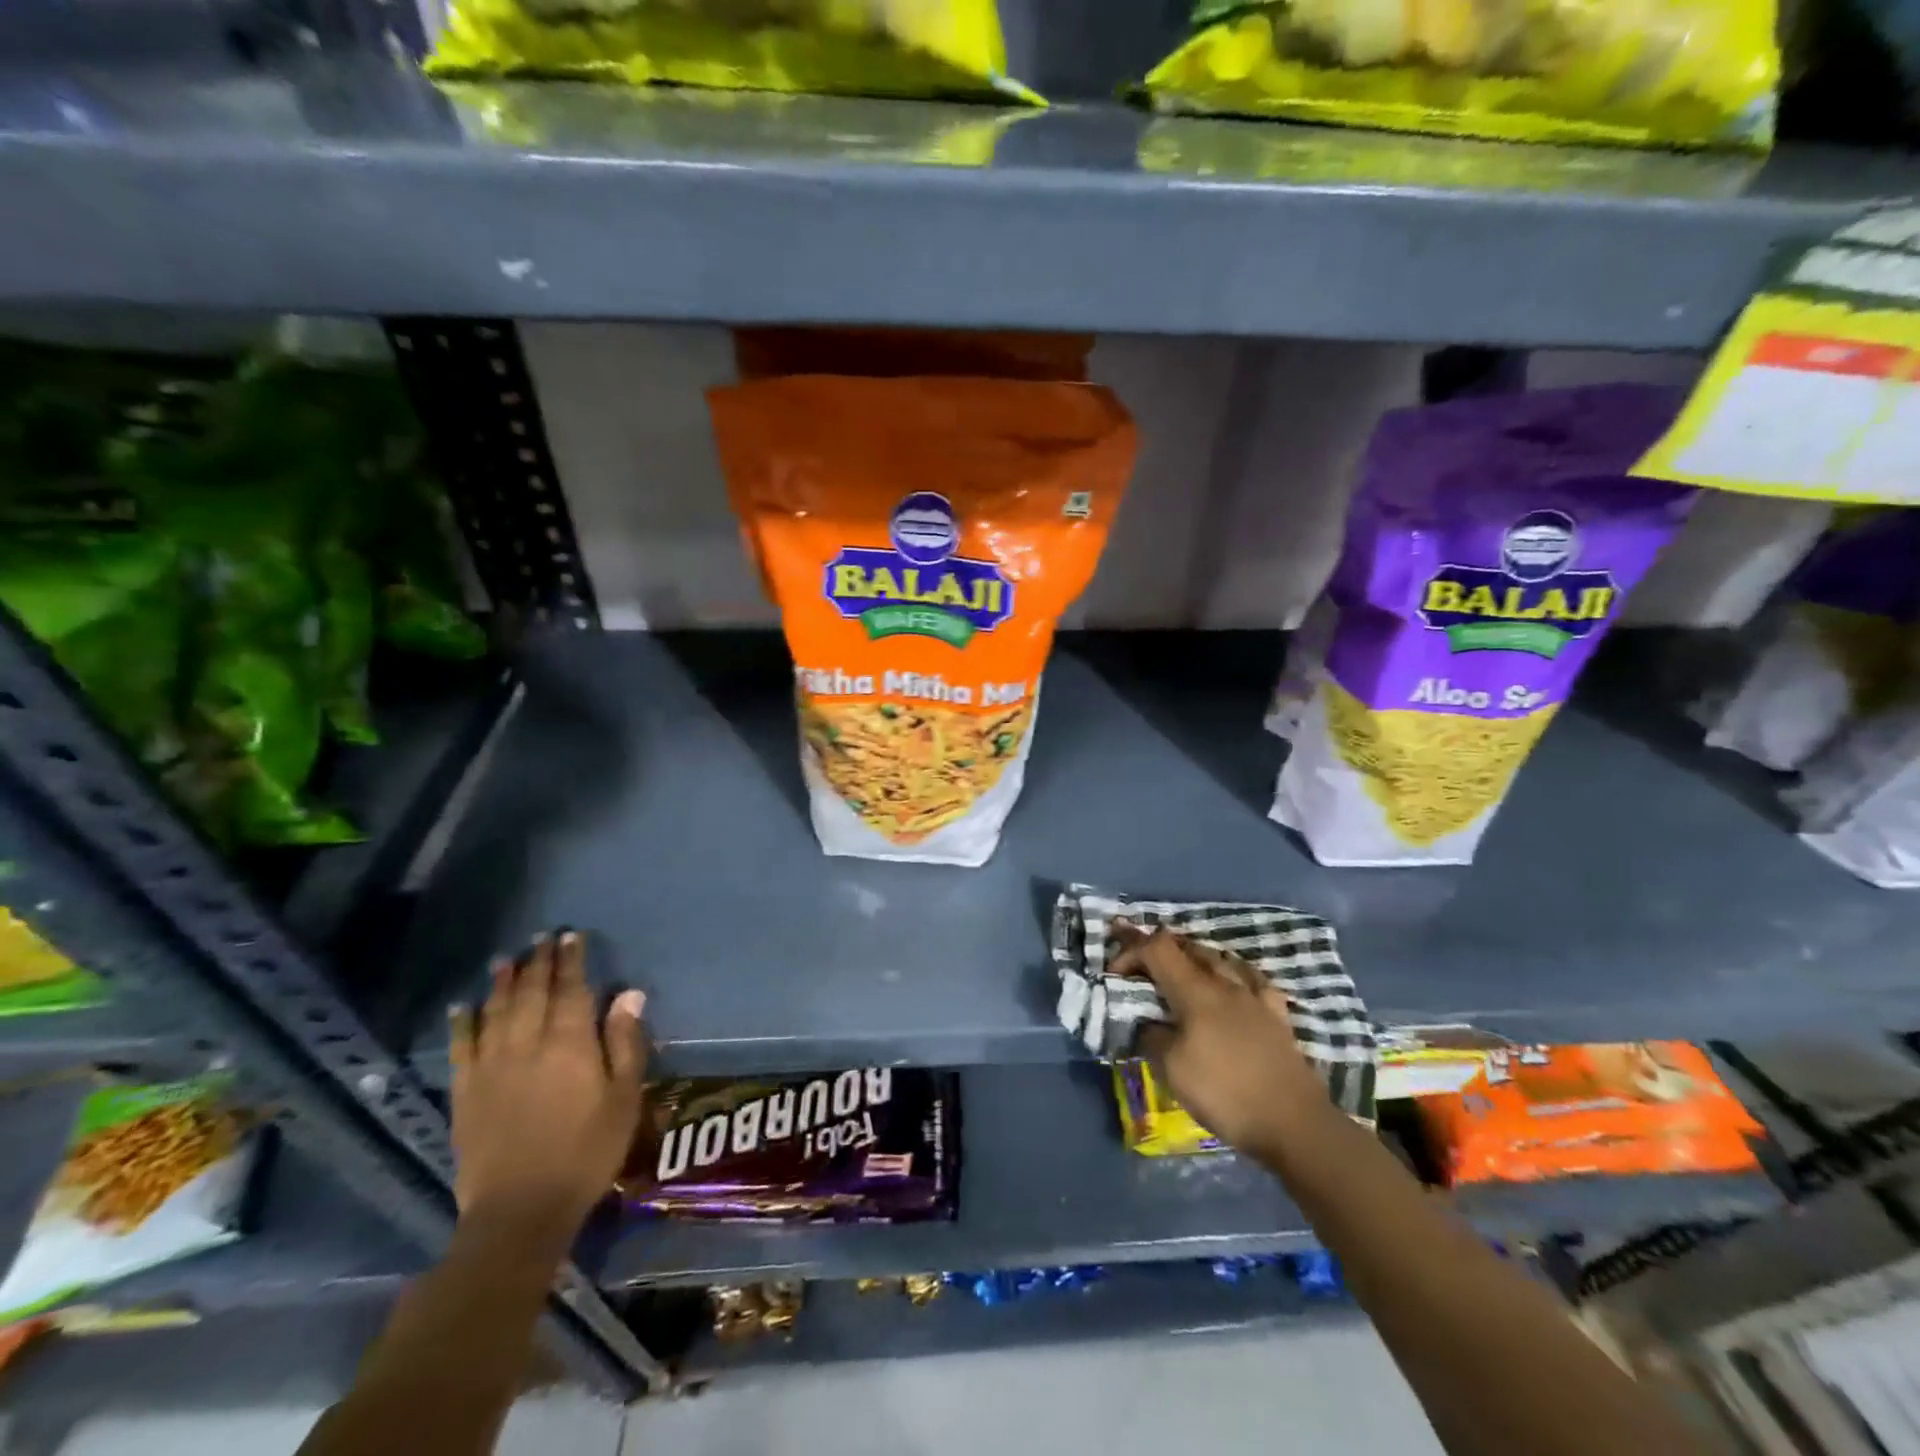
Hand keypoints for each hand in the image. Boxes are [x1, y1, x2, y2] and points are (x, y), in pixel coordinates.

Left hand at [448, 932, 645, 1257]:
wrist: (519, 1211)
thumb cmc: (586, 1151)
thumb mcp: (624, 1098)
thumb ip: (625, 1043)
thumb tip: (628, 994)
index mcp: (570, 1044)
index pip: (570, 988)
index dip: (571, 960)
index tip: (571, 936)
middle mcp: (527, 1044)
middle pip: (532, 992)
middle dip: (538, 961)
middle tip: (541, 937)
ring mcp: (491, 1067)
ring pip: (496, 1011)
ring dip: (502, 982)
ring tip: (507, 959)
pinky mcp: (465, 1093)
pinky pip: (461, 1046)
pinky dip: (463, 1021)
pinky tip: (464, 1005)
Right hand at [1112, 924, 1331, 1156]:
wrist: (1294, 1123)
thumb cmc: (1225, 1093)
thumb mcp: (1172, 1069)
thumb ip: (1153, 1036)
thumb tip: (1148, 1023)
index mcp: (1195, 991)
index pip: (1157, 948)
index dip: (1131, 952)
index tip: (1115, 974)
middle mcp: (1225, 983)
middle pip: (1187, 947)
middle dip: (1158, 950)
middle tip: (1140, 967)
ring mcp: (1255, 996)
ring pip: (1219, 958)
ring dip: (1192, 958)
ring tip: (1179, 972)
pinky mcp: (1276, 1015)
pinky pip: (1250, 978)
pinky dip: (1230, 973)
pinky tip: (1231, 985)